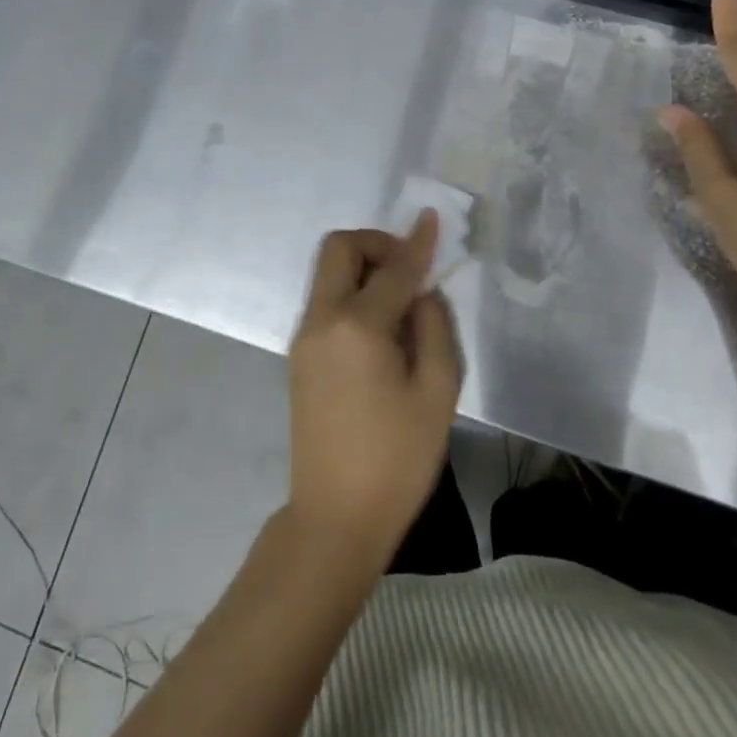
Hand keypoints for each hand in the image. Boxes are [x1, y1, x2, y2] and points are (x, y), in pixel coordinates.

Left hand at [286, 213, 461, 572]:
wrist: (335, 517)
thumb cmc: (397, 459)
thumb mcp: (437, 392)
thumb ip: (434, 327)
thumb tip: (422, 292)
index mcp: (357, 326)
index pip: (393, 268)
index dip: (417, 242)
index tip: (433, 219)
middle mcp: (322, 320)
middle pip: (338, 249)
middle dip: (376, 243)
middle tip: (410, 268)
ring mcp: (304, 337)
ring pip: (328, 273)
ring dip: (363, 268)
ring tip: (402, 301)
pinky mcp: (299, 355)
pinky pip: (326, 301)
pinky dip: (352, 293)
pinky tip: (381, 327)